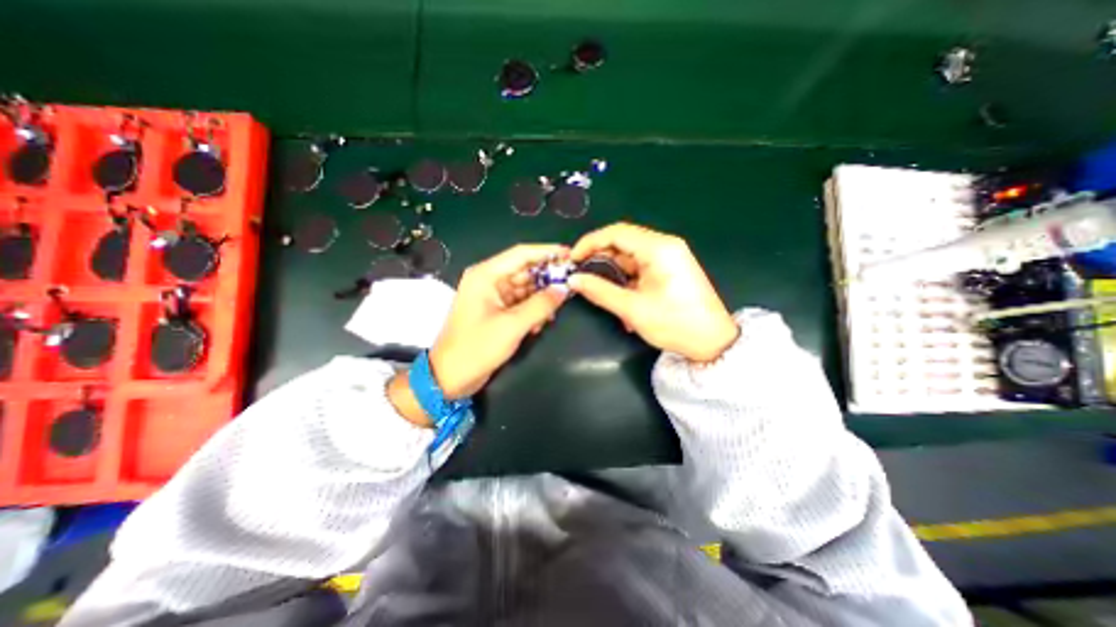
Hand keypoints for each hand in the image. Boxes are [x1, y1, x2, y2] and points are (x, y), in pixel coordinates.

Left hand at [428, 244, 566, 396]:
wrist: (450, 377)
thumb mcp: (513, 325)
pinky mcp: (496, 311)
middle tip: (570, 285)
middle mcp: (489, 280)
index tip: (570, 255)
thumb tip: (564, 289)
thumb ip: (541, 305)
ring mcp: (492, 296)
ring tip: (555, 311)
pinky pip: (520, 302)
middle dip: (547, 279)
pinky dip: (532, 310)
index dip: (547, 252)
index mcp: (486, 275)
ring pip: (524, 288)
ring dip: (540, 298)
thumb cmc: (477, 347)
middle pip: (524, 270)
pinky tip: (540, 323)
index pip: (521, 254)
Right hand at [567, 223, 738, 363]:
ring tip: (598, 290)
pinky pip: (640, 267)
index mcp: (659, 248)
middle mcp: (664, 246)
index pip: (616, 232)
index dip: (590, 243)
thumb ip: (600, 291)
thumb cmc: (675, 324)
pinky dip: (625, 279)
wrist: (713, 342)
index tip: (573, 259)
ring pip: (629, 256)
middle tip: (582, 276)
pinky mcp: (669, 269)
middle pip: (622, 242)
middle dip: (599, 258)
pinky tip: (619, 297)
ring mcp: (668, 257)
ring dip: (612, 272)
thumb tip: (574, 280)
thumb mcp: (633, 309)